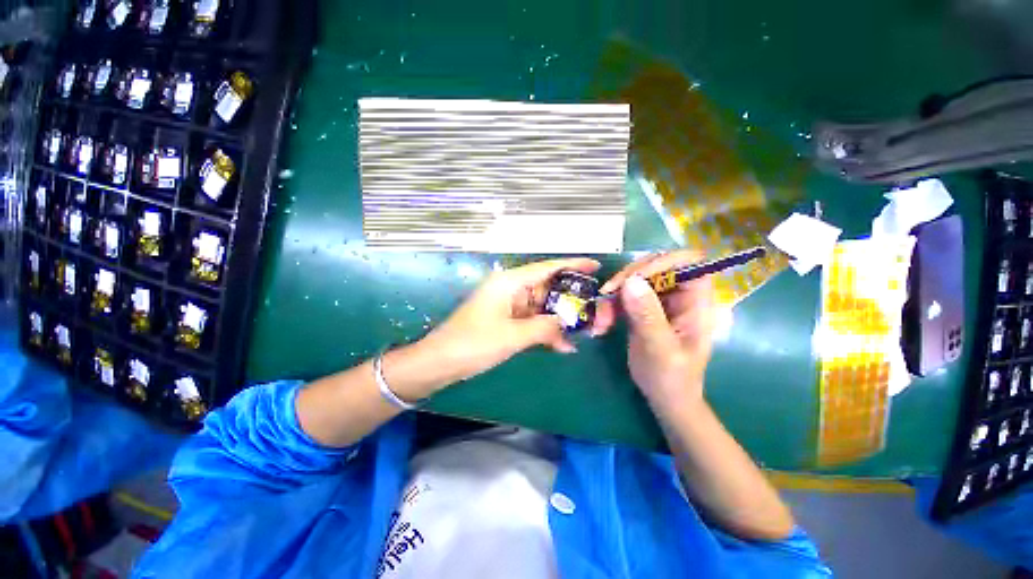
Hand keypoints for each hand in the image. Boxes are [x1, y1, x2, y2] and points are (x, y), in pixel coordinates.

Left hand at [419, 258, 600, 388]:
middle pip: (547, 288)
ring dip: (559, 319)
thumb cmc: (474, 343)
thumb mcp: (513, 336)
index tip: (595, 266)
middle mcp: (511, 289)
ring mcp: (509, 305)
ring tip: (585, 330)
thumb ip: (544, 328)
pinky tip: (563, 346)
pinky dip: (545, 331)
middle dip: (570, 299)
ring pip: (542, 307)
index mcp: (510, 282)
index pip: (547, 268)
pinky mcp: (506, 320)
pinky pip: (532, 320)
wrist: (441, 361)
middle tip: (595, 308)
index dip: (573, 265)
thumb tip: (566, 326)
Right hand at [593, 251, 715, 405]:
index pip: (689, 263)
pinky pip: (624, 295)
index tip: (635, 277)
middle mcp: (679, 296)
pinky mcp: (643, 309)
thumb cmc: (672, 377)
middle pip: (656, 266)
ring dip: (614, 295)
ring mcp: (660, 301)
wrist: (664, 397)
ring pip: (635, 280)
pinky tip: (602, 323)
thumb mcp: (660, 348)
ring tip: (602, 318)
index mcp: (696, 302)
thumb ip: (647, 315)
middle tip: (608, 292)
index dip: (663, 261)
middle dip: (629, 277)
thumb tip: (630, 281)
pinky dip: (610, 305)